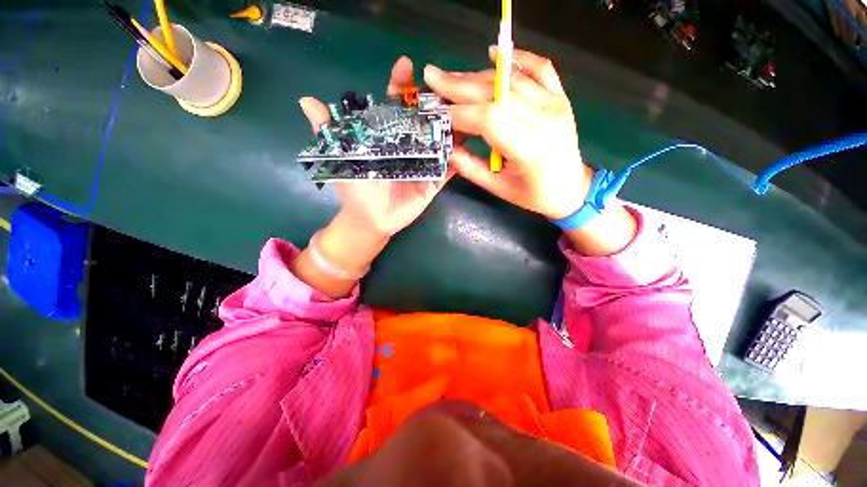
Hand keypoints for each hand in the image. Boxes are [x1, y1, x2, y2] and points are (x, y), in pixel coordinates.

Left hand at [299, 56, 453, 236]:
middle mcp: (410, 145)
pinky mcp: (434, 181)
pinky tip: (467, 147)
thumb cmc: (356, 190)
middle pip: (425, 118)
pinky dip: (458, 159)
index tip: (405, 66)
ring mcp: (425, 163)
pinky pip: (449, 169)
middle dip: (436, 101)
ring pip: (442, 141)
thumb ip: (329, 133)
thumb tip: (306, 101)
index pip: (396, 105)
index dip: (401, 85)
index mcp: (388, 136)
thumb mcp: (341, 159)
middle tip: (447, 87)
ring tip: (465, 110)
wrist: (370, 219)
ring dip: (453, 126)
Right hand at [423, 48, 591, 220]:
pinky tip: (496, 54)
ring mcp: (555, 104)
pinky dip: (517, 58)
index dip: (458, 112)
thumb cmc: (533, 195)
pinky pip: (540, 68)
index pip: (488, 118)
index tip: (436, 112)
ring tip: (452, 78)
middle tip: (433, 78)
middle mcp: (544, 119)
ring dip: (477, 76)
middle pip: (496, 93)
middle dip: (460, 85)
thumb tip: (447, 148)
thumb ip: (470, 168)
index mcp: (529, 148)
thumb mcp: (498, 189)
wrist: (571, 189)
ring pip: (511, 79)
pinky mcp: (560, 98)